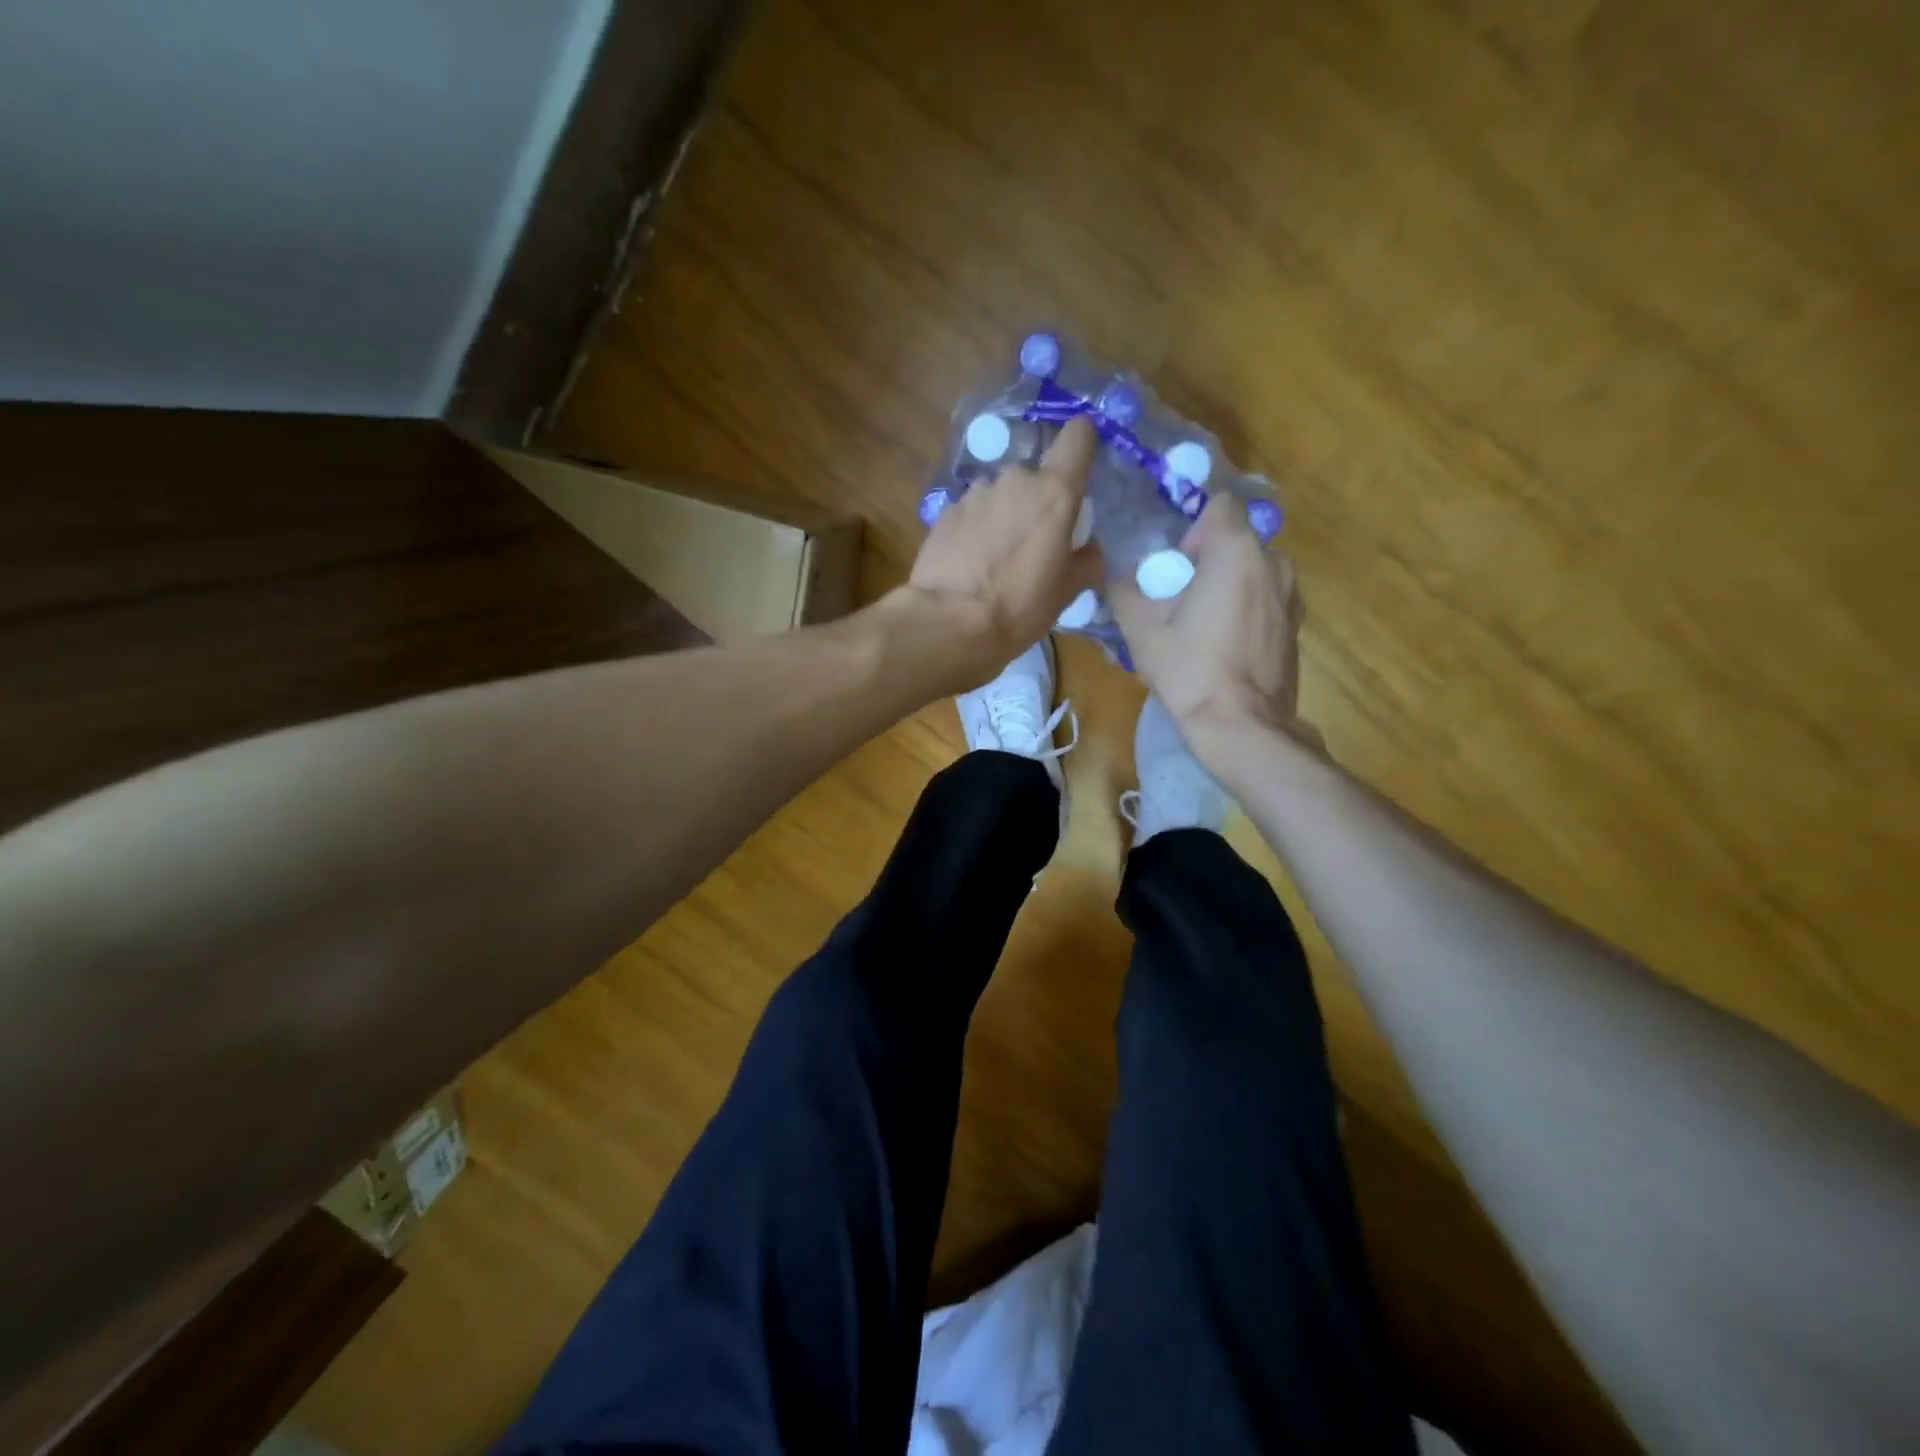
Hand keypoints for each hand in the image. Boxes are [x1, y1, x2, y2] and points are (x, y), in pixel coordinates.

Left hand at [907, 416, 1103, 680]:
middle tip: (1034, 543)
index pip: (1078, 437)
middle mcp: (1015, 480)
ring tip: (996, 558)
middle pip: (1034, 477)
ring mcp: (975, 493)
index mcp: (1054, 493)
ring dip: (1003, 515)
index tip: (1079, 472)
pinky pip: (971, 512)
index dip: (1081, 446)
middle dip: (1036, 502)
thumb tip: (1089, 550)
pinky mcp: (945, 511)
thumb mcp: (1066, 593)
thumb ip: (1085, 562)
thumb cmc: (1019, 607)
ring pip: (1000, 495)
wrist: (948, 622)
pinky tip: (970, 563)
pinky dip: (975, 529)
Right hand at [1108, 494, 1321, 760]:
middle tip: (1179, 601)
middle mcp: (1274, 562)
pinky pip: (1265, 600)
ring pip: (1251, 572)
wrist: (1242, 726)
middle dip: (1206, 562)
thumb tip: (1120, 578)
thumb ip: (1124, 590)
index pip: (1220, 504)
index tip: (1175, 564)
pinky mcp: (1296, 626)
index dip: (1192, 526)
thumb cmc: (1190, 669)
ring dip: (1226, 587)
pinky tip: (1223, 647)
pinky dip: (1244, 610)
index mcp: (1237, 551)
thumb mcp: (1140, 629)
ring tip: (1200, 627)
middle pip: (1235, 542)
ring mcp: (1291, 595)